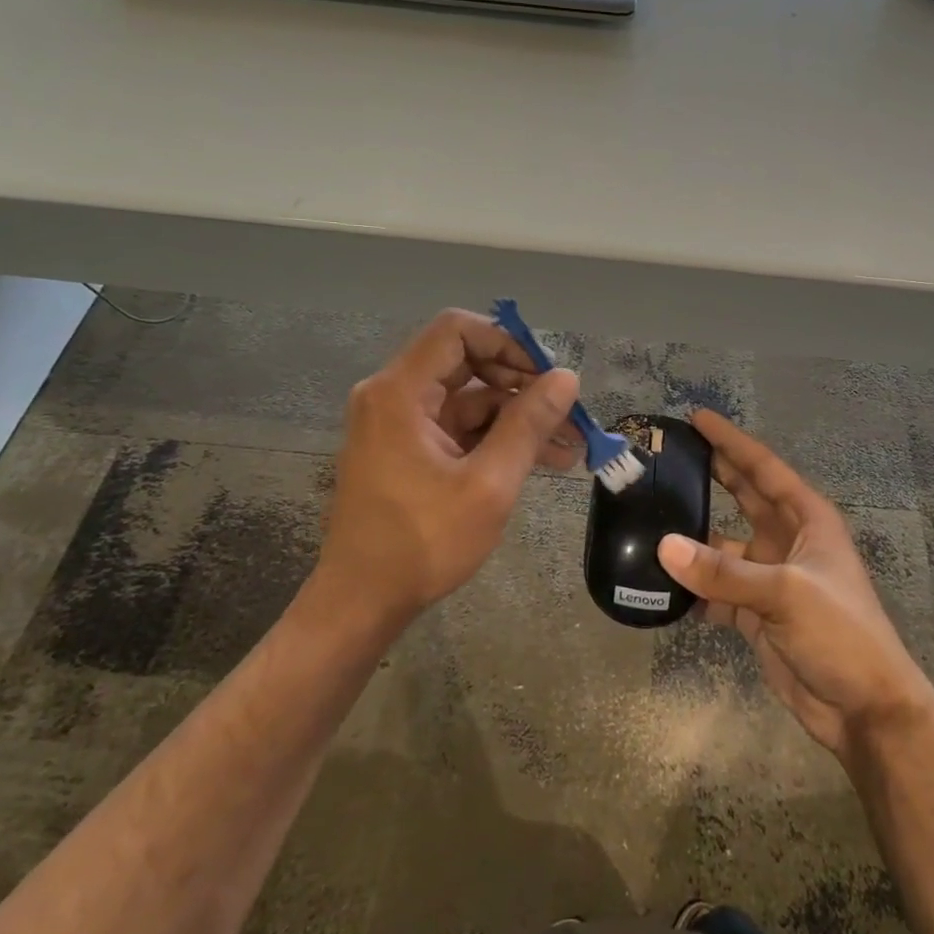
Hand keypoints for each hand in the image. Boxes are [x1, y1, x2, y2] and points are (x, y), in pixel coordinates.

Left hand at [300, 309, 580, 633]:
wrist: (362, 603)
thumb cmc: (422, 542)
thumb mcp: (488, 484)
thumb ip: (528, 425)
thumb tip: (566, 377)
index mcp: (400, 392)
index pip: (457, 331)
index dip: (507, 342)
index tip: (546, 374)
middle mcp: (393, 396)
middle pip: (466, 362)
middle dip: (522, 384)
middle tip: (567, 411)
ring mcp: (400, 423)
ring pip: (470, 398)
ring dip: (518, 417)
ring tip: (570, 445)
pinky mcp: (408, 448)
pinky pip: (459, 426)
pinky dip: (497, 438)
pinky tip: (542, 459)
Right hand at [659, 410, 933, 758]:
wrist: (864, 709)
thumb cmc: (840, 633)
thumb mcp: (785, 593)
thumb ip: (723, 571)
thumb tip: (663, 547)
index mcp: (807, 519)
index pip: (763, 467)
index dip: (731, 441)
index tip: (696, 418)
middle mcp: (788, 541)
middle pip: (743, 497)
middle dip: (711, 475)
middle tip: (669, 457)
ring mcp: (771, 578)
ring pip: (723, 548)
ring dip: (693, 541)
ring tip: (649, 523)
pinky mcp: (757, 614)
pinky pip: (717, 591)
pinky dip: (693, 589)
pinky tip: (662, 585)